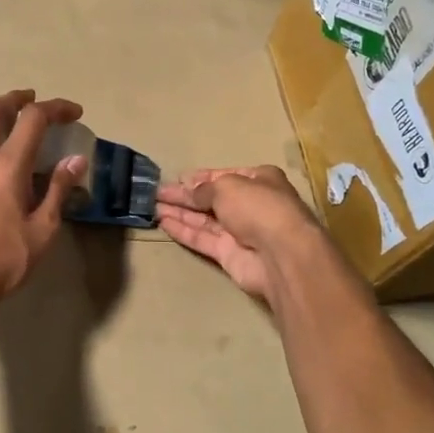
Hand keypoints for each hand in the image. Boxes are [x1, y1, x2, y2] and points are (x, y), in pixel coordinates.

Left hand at [0, 90, 85, 317]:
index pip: (32, 119)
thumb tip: (75, 160)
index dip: (56, 108)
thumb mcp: (41, 232)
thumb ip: (57, 191)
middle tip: (34, 100)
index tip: (75, 113)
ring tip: (14, 118)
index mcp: (5, 167)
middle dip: (16, 98)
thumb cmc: (0, 261)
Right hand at [156, 167, 328, 303]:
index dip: (199, 178)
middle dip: (185, 196)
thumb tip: (188, 190)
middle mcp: (251, 205)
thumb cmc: (258, 207)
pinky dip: (183, 230)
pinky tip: (163, 222)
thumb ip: (203, 189)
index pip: (224, 177)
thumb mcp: (227, 187)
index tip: (176, 179)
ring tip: (152, 206)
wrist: (280, 255)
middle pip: (212, 198)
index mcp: (259, 181)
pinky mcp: (229, 255)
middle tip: (157, 193)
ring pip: (204, 220)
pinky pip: (202, 239)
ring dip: (180, 212)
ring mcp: (240, 231)